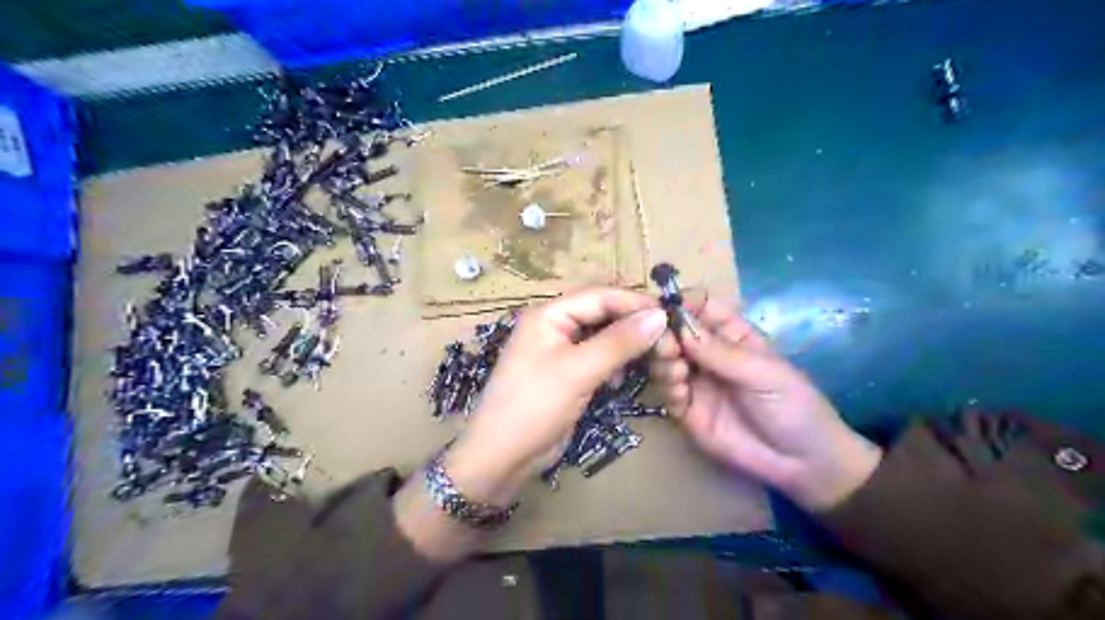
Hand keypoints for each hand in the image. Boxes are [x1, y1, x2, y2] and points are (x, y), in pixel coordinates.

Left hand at [402, 288, 668, 564]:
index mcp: (550, 314)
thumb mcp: (578, 371)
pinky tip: (624, 379)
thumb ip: (619, 342)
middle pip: (604, 314)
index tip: (671, 317)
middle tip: (669, 344)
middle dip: (636, 327)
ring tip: (656, 359)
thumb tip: (660, 315)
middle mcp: (556, 326)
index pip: (601, 296)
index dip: (636, 304)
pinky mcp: (567, 374)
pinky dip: (615, 365)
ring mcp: (561, 351)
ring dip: (629, 347)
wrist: (501, 456)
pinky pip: (598, 359)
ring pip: (604, 338)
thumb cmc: (534, 406)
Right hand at [650, 292, 885, 510]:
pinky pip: (666, 391)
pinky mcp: (686, 410)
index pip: (699, 308)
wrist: (803, 464)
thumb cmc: (794, 406)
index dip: (680, 303)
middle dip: (664, 333)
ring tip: (676, 370)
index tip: (661, 306)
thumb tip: (679, 324)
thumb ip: (720, 352)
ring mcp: (695, 381)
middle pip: (674, 332)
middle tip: (665, 344)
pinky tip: (680, 394)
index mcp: (731, 334)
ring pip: (665, 359)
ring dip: (663, 360)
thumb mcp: (763, 373)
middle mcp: (707, 353)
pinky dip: (667, 388)